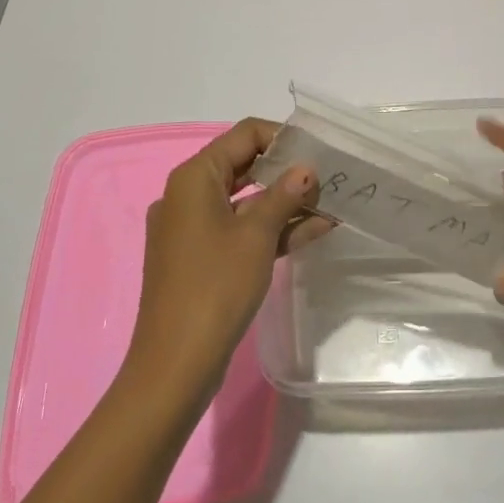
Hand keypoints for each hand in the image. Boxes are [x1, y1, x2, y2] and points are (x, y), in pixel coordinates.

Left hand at [126, 118, 332, 401]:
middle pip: (243, 166)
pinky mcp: (199, 258)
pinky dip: (269, 229)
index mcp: (194, 178)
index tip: (317, 151)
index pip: (244, 135)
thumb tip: (306, 170)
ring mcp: (191, 229)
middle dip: (287, 172)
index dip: (282, 138)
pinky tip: (311, 231)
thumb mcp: (256, 236)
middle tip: (327, 177)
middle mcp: (187, 195)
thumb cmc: (215, 287)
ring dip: (283, 203)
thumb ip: (284, 196)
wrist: (174, 366)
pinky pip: (238, 230)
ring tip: (328, 204)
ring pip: (244, 201)